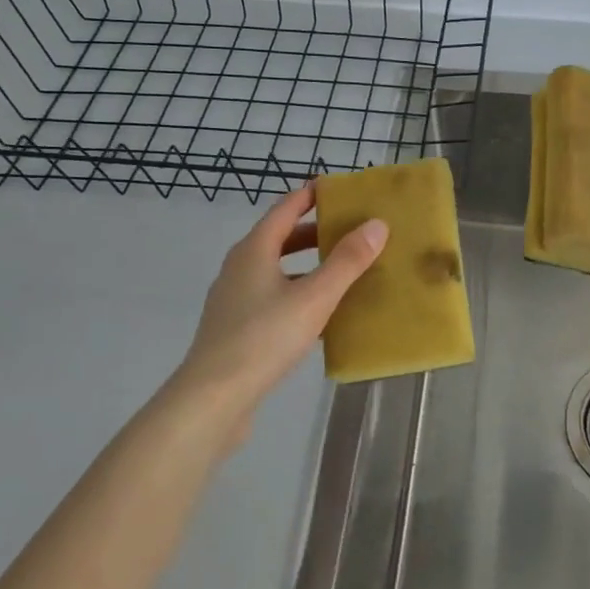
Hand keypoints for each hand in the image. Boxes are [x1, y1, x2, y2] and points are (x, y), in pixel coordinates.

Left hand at [166, 183, 386, 450]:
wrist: (212, 400)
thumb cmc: (263, 338)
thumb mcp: (314, 297)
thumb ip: (347, 261)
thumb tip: (377, 225)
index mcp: (254, 250)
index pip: (285, 208)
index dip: (311, 195)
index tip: (338, 188)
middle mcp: (240, 268)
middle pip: (281, 238)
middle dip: (315, 232)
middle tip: (351, 230)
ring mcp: (235, 299)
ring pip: (278, 270)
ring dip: (309, 266)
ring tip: (344, 271)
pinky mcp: (237, 329)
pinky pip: (274, 298)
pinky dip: (299, 295)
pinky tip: (324, 316)